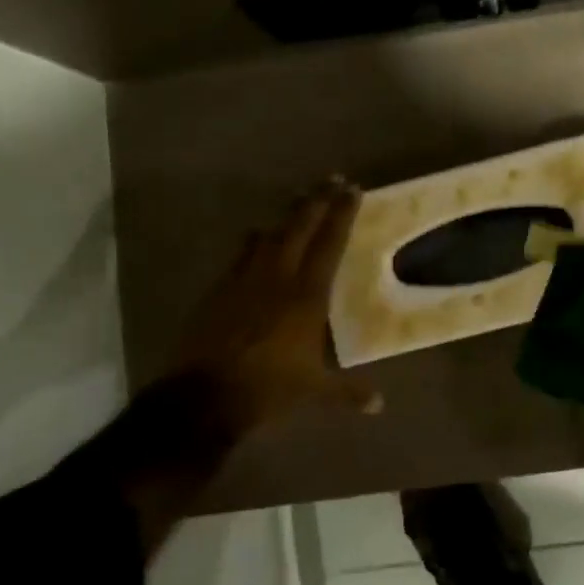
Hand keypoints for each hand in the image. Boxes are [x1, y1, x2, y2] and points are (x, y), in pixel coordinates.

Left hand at [173, 176, 380, 430]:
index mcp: (307, 295)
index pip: (330, 243)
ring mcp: (245, 279)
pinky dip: (256, 240)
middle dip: (318, 200)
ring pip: (269, 234)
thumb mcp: (314, 391)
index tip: (353, 190)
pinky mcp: (220, 289)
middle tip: (332, 179)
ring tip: (298, 201)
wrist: (204, 396)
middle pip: (299, 226)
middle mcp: (278, 276)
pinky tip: (258, 237)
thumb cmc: (269, 388)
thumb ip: (348, 391)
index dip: (342, 214)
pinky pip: (242, 253)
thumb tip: (379, 405)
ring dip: (287, 215)